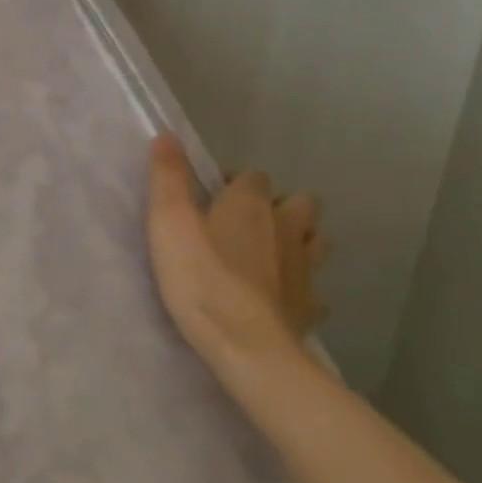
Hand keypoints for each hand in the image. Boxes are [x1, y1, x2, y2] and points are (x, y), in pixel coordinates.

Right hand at [145, 133, 327, 377]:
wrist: (249, 347)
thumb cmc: (202, 279)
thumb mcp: (169, 223)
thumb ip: (167, 178)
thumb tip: (167, 135)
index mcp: (251, 204)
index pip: (252, 176)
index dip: (232, 183)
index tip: (208, 200)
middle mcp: (287, 227)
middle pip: (298, 202)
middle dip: (276, 206)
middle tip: (241, 225)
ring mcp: (305, 268)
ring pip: (314, 240)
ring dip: (296, 240)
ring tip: (265, 255)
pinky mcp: (310, 306)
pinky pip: (312, 288)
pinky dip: (298, 286)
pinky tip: (279, 296)